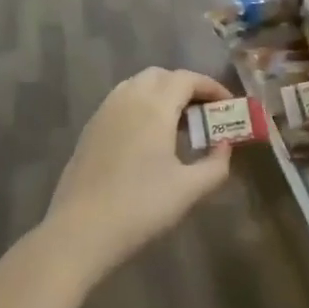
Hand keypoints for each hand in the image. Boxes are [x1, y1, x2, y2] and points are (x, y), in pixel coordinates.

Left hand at [42, 67, 236, 279]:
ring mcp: (104, 113)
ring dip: (161, 95)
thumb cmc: (140, 207)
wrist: (80, 231)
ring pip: (137, 86)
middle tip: (204, 112)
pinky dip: (141, 106)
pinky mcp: (90, 130)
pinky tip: (148, 139)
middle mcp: (127, 99)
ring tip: (178, 124)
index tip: (228, 104)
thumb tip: (224, 146)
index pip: (187, 79)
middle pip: (160, 76)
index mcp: (154, 106)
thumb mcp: (189, 189)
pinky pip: (121, 102)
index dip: (211, 86)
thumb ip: (216, 164)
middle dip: (186, 87)